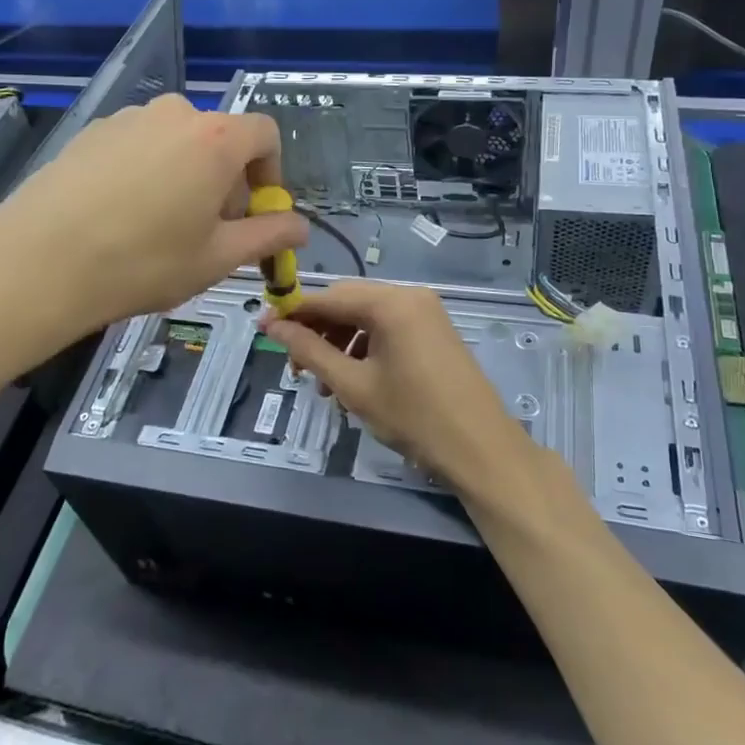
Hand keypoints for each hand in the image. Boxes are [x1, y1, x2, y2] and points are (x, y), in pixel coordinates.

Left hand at [0, 95, 305, 352]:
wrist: (38, 262)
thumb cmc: (143, 262)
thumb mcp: (218, 258)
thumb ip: (268, 236)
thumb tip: (300, 226)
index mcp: (215, 139)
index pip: (265, 134)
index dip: (271, 173)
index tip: (257, 213)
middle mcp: (174, 114)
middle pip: (219, 140)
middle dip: (225, 182)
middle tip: (206, 232)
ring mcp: (127, 119)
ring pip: (176, 143)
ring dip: (184, 176)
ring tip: (159, 227)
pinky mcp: (90, 132)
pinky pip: (137, 146)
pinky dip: (145, 173)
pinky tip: (119, 217)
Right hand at [260, 280, 531, 490]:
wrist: (481, 448)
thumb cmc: (414, 417)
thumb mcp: (353, 385)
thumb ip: (310, 351)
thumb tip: (273, 326)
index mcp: (391, 302)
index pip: (328, 297)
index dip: (293, 313)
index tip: (264, 330)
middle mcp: (409, 295)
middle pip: (348, 303)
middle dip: (317, 331)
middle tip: (296, 368)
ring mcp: (426, 311)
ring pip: (366, 316)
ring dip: (339, 343)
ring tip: (325, 383)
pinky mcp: (434, 328)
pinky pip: (387, 327)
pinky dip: (365, 347)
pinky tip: (354, 379)